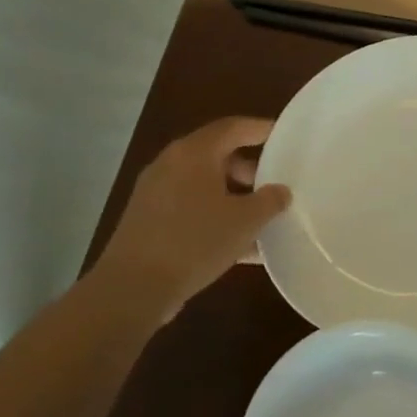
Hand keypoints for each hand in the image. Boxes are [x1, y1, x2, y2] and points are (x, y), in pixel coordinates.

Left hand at [94, 116, 290, 316]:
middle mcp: (171, 165)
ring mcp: (155, 193)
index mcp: (194, 154)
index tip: (283, 135)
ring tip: (260, 217)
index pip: (232, 128)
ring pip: (203, 184)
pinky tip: (240, 245)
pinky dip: (215, 215)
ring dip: (233, 195)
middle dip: (248, 168)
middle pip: (216, 155)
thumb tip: (280, 191)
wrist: (133, 289)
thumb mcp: (245, 221)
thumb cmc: (195, 242)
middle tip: (273, 183)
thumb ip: (270, 201)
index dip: (260, 129)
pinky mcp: (148, 220)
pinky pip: (191, 207)